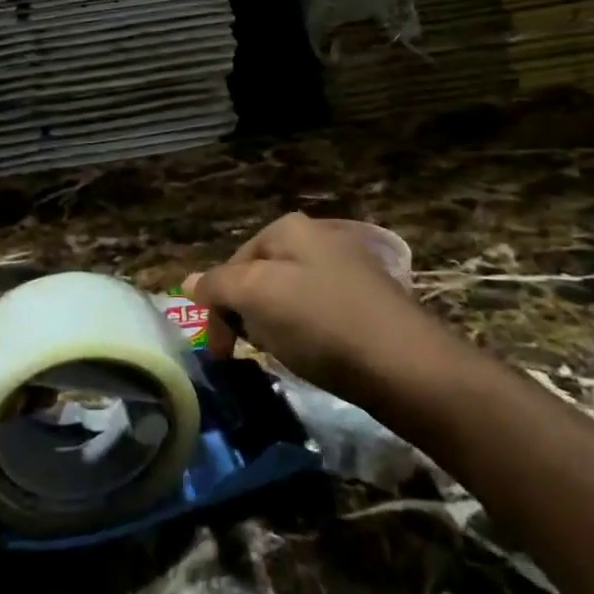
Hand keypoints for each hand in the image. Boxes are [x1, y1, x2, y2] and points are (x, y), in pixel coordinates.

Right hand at [185, 213, 432, 404]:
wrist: (406, 365)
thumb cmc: (321, 323)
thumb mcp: (256, 296)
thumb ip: (217, 285)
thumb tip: (187, 281)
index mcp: (288, 228)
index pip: (231, 264)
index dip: (217, 307)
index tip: (220, 352)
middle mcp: (317, 237)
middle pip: (259, 277)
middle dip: (246, 314)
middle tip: (249, 353)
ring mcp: (346, 267)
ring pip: (287, 296)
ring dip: (274, 326)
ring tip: (284, 355)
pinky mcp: (367, 300)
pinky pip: (318, 312)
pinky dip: (306, 333)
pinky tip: (316, 354)